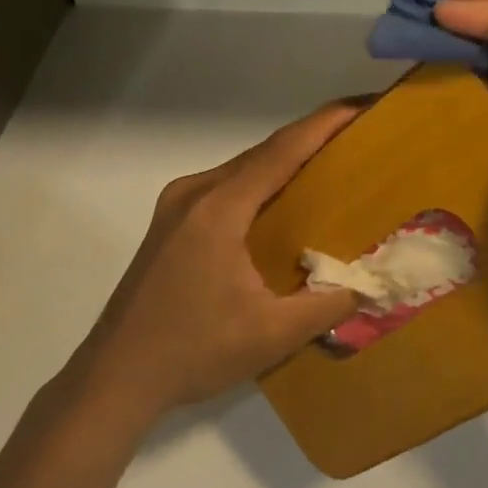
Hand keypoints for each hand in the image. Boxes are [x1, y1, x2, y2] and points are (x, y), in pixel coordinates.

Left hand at [78, 102, 361, 416]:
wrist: (112, 381)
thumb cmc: (191, 353)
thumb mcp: (271, 335)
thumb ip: (329, 305)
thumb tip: (375, 283)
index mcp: (219, 208)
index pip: (283, 150)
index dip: (326, 123)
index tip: (364, 105)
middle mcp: (195, 192)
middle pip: (265, 151)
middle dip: (314, 136)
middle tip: (360, 133)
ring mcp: (178, 204)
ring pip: (245, 167)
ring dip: (288, 159)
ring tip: (333, 160)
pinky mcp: (171, 221)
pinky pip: (229, 185)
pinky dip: (264, 181)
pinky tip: (285, 200)